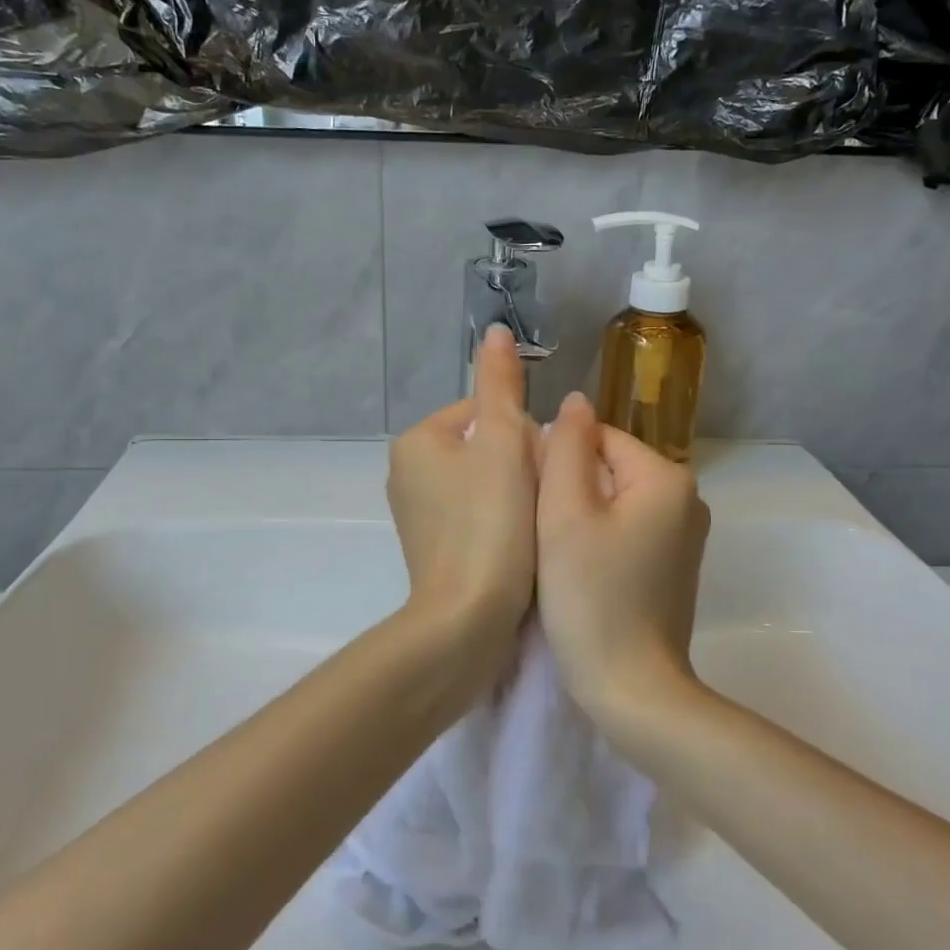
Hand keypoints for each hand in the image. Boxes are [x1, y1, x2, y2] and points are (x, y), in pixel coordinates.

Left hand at [387, 324, 540, 643]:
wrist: (468, 618)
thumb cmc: (490, 523)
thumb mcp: (502, 442)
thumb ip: (500, 385)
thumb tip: (494, 331)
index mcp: (417, 441)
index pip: (485, 413)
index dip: (524, 435)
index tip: (539, 468)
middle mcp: (406, 473)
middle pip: (486, 448)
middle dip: (520, 465)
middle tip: (542, 497)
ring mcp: (417, 515)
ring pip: (485, 483)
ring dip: (516, 495)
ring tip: (534, 523)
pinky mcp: (433, 548)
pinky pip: (477, 517)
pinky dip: (500, 524)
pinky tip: (519, 546)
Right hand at [536, 391, 709, 716]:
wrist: (633, 690)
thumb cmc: (592, 597)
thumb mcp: (565, 514)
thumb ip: (566, 447)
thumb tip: (576, 401)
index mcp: (667, 477)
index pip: (598, 438)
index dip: (557, 464)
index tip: (535, 506)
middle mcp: (688, 499)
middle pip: (608, 468)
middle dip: (570, 492)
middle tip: (543, 535)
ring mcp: (685, 536)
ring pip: (615, 502)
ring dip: (581, 518)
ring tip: (558, 556)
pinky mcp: (674, 567)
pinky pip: (628, 531)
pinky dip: (600, 542)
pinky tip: (582, 574)